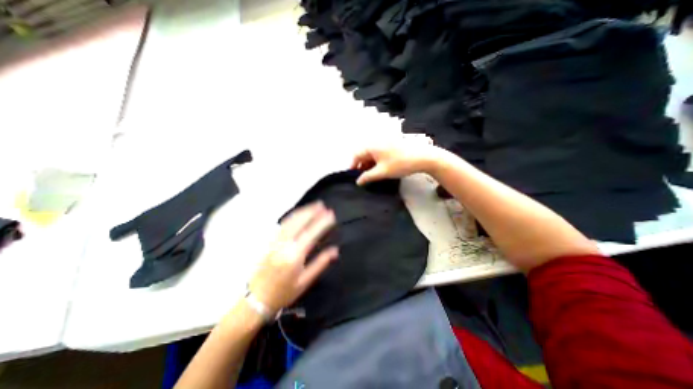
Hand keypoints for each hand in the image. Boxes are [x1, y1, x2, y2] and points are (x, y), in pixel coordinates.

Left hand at [249, 203, 338, 313]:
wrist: (255, 300)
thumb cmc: (283, 293)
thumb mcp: (305, 281)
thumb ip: (321, 263)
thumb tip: (335, 250)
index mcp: (294, 255)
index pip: (311, 233)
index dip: (322, 222)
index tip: (331, 214)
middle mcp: (284, 245)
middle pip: (299, 222)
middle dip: (311, 211)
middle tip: (322, 205)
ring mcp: (275, 242)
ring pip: (290, 221)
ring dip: (302, 211)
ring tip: (313, 205)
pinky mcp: (269, 242)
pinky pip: (282, 225)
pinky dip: (292, 216)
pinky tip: (298, 214)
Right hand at [350, 134, 440, 184]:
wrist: (423, 157)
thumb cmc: (400, 164)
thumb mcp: (382, 172)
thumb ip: (367, 177)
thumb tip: (358, 181)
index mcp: (371, 146)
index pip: (356, 155)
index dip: (352, 166)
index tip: (352, 178)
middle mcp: (375, 142)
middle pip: (363, 154)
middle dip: (361, 166)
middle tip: (361, 179)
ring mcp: (384, 143)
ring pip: (371, 155)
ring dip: (368, 165)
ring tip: (370, 177)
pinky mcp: (390, 146)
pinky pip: (378, 154)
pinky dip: (376, 162)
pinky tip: (378, 171)